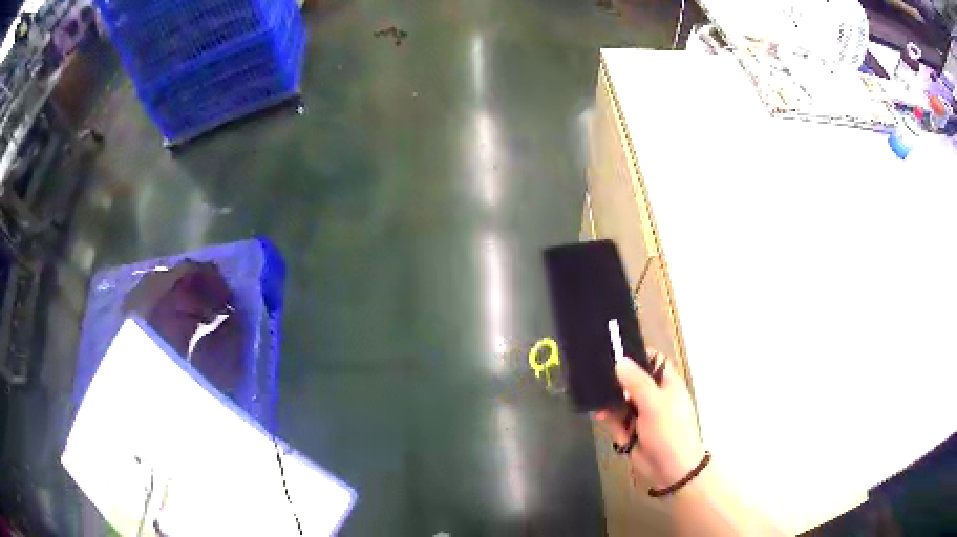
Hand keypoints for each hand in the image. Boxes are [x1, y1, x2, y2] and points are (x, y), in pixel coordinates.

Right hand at [596, 350, 703, 488]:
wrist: (671, 469)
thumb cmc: (669, 431)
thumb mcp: (654, 404)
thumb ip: (636, 382)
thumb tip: (619, 360)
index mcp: (666, 382)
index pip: (650, 359)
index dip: (634, 354)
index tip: (611, 352)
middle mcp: (654, 394)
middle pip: (630, 380)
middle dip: (615, 384)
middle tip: (596, 382)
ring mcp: (643, 412)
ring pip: (620, 400)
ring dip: (611, 407)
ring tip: (600, 413)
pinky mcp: (632, 429)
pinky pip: (617, 419)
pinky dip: (613, 423)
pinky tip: (612, 429)